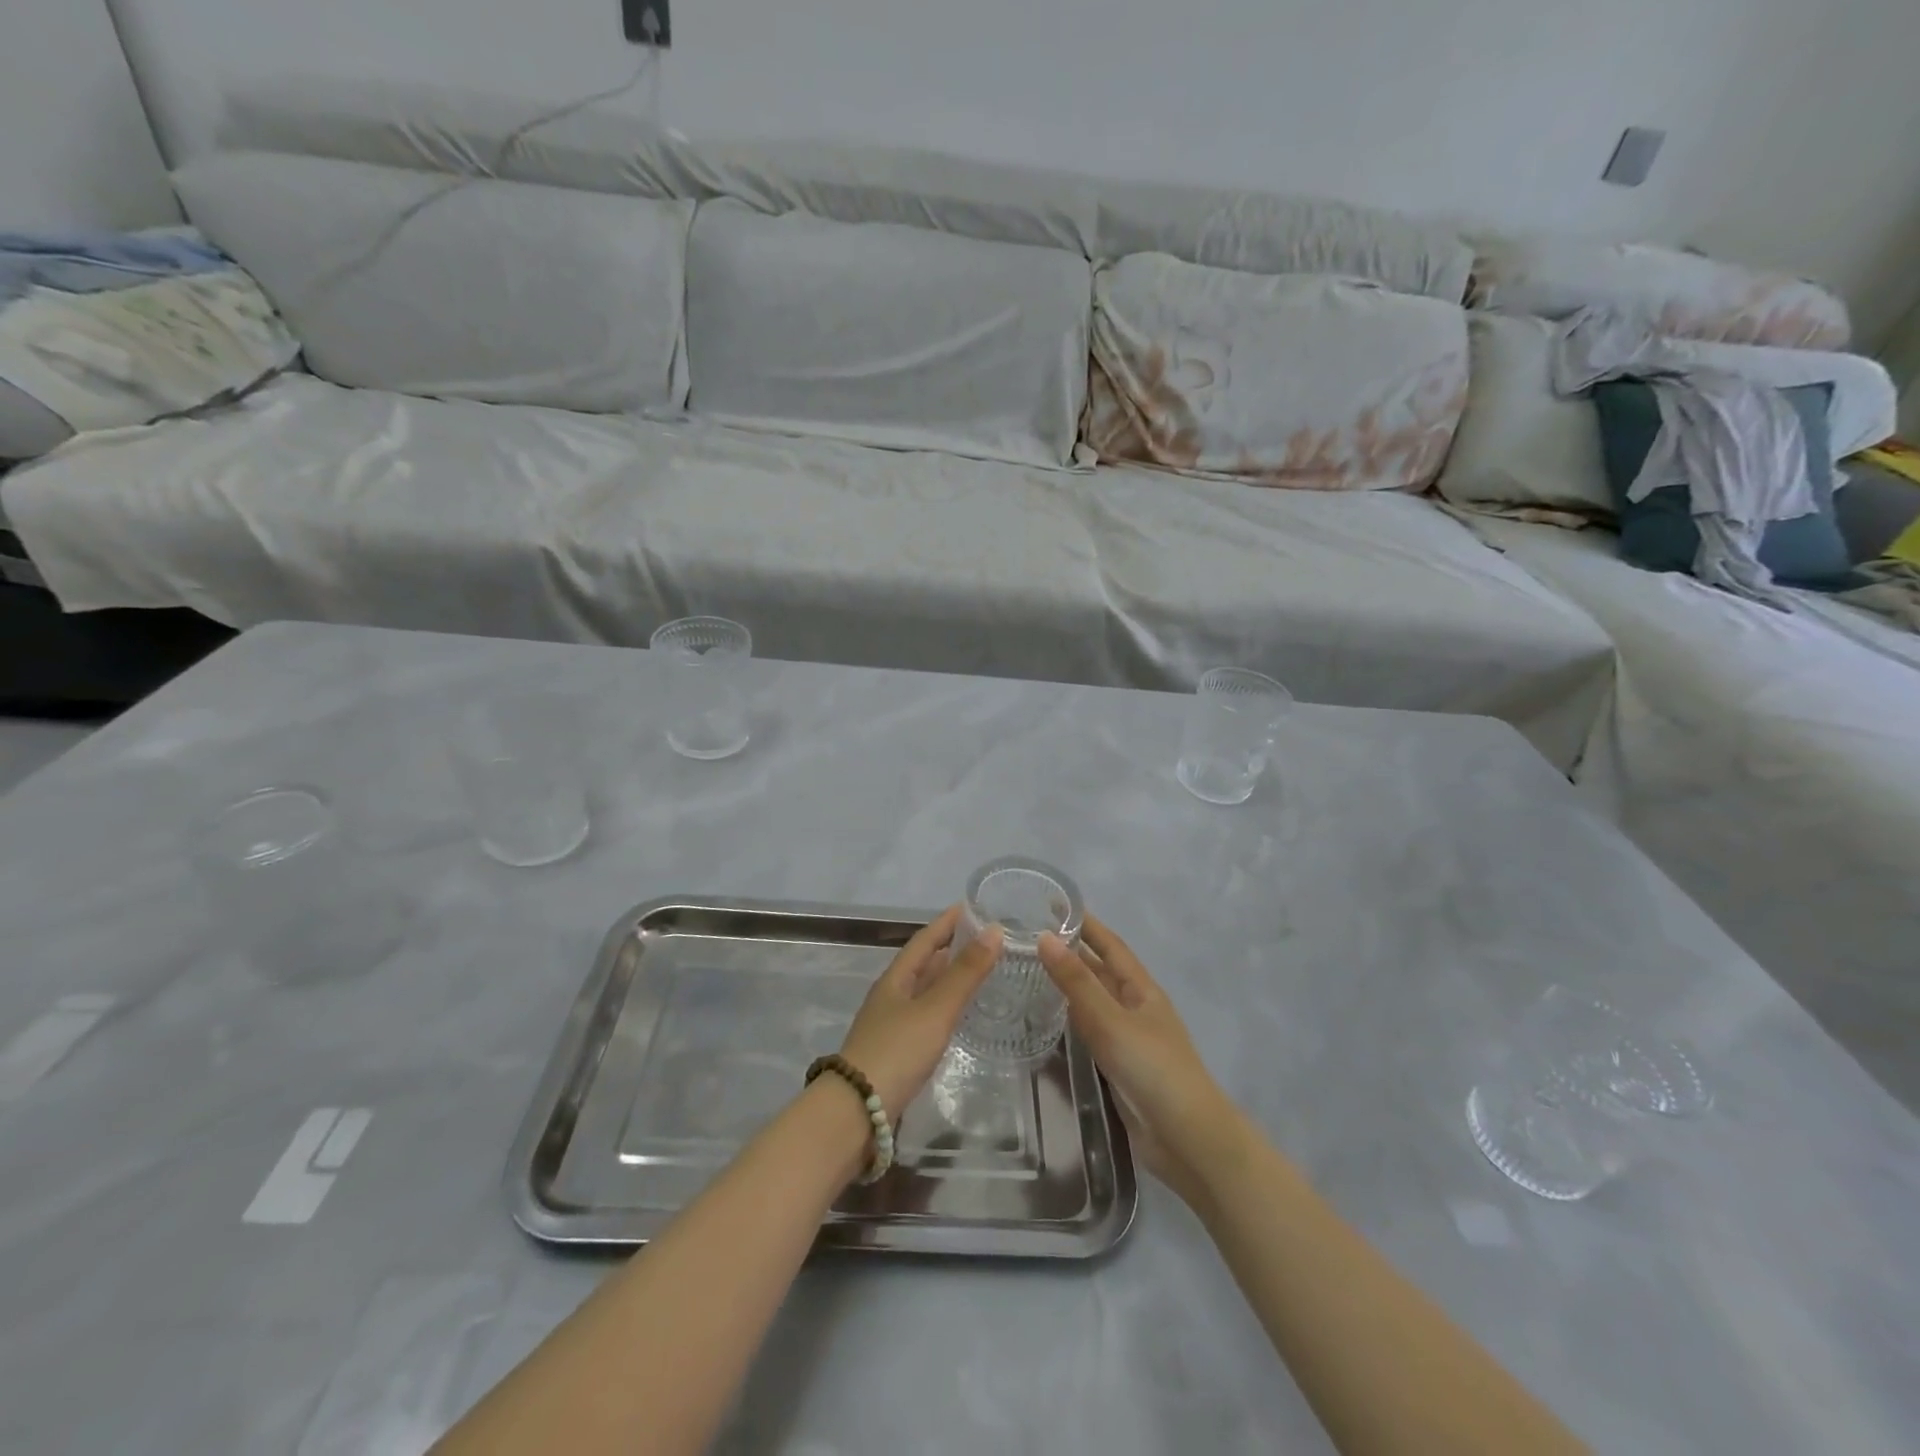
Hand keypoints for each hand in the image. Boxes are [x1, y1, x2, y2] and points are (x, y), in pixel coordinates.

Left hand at [838, 904, 1002, 1119]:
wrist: (856, 1112)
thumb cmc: (896, 1052)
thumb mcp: (935, 1009)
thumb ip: (965, 973)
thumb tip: (994, 929)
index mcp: (895, 979)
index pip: (924, 940)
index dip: (946, 922)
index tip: (970, 906)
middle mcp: (891, 996)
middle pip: (922, 964)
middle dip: (949, 948)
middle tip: (984, 938)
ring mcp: (891, 1025)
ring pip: (923, 991)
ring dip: (947, 978)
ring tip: (977, 971)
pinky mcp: (896, 1052)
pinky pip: (924, 1016)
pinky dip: (944, 1007)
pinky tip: (957, 1016)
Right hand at [1039, 915, 1244, 1204]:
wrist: (1186, 1138)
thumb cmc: (1153, 1069)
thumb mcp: (1111, 1020)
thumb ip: (1077, 982)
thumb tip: (1044, 938)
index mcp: (1141, 989)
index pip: (1110, 945)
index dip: (1086, 923)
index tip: (1055, 903)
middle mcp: (1135, 1007)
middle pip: (1100, 971)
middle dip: (1072, 952)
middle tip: (1029, 936)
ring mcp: (1127, 1038)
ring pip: (1092, 1001)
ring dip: (1067, 985)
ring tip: (1029, 970)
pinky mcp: (1118, 1066)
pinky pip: (1089, 1031)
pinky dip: (1069, 1018)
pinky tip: (1046, 1018)